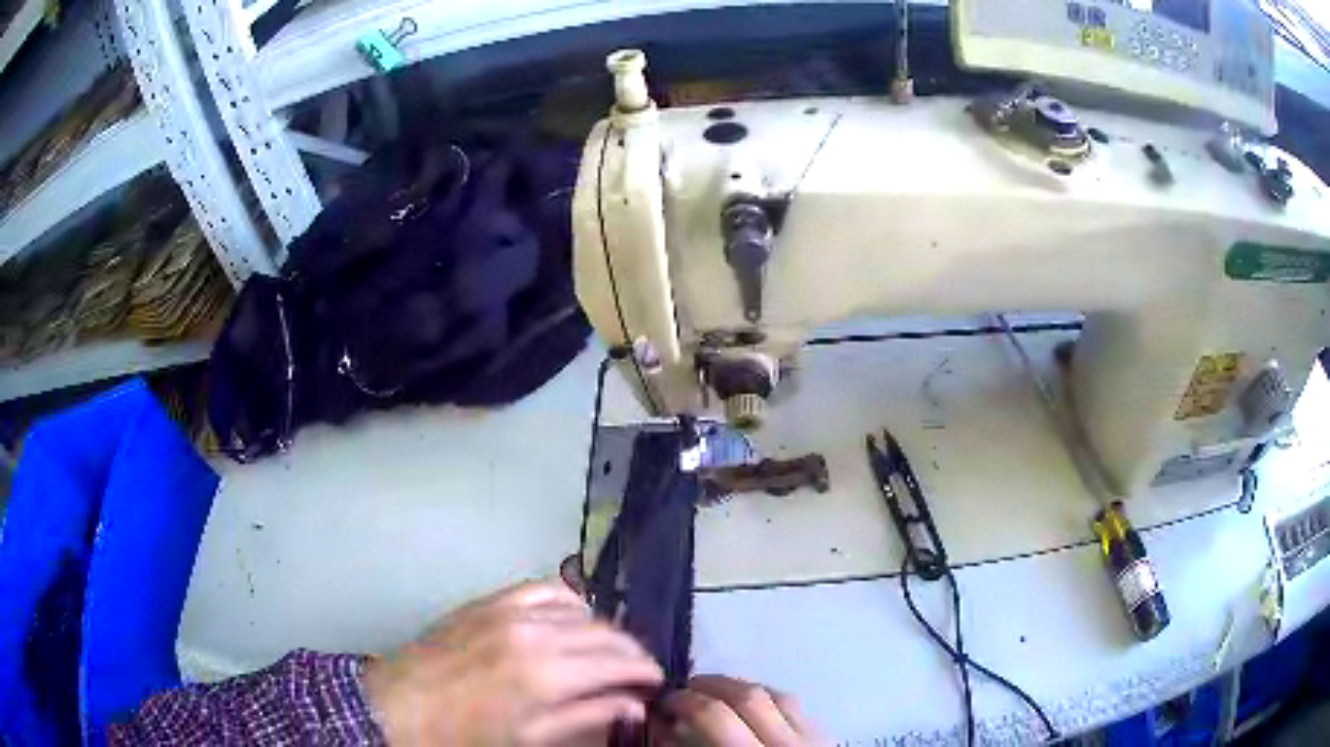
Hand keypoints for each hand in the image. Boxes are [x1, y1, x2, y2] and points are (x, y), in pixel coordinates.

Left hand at [363, 579, 662, 745]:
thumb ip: (586, 718)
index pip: (618, 663)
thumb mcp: (530, 737)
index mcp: (547, 674)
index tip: (656, 681)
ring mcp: (509, 610)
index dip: (644, 671)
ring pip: (579, 609)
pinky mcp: (489, 601)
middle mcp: (535, 633)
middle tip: (637, 671)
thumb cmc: (465, 733)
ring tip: (607, 650)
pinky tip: (573, 617)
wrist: (398, 705)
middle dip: (630, 651)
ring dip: (602, 629)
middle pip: (604, 633)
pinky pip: (542, 589)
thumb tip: (632, 705)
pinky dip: (568, 601)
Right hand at [658, 676, 822, 746]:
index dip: (684, 702)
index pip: (715, 716)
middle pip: (750, 697)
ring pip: (778, 696)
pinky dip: (770, 700)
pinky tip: (754, 706)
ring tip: (716, 694)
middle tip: (685, 690)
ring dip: (742, 689)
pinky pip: (798, 707)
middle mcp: (787, 742)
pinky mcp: (826, 736)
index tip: (665, 703)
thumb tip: (664, 727)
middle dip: (711, 686)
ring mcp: (814, 737)